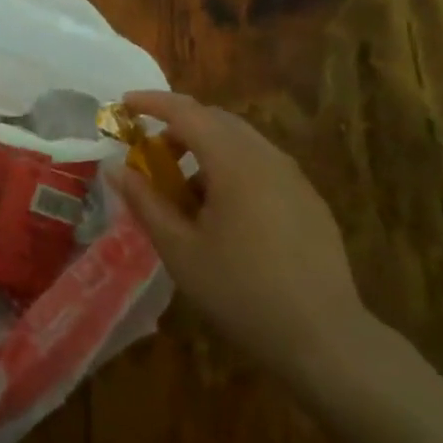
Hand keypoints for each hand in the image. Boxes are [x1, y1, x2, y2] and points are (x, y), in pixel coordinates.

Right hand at [110, 90, 372, 391]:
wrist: (326, 340)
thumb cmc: (242, 293)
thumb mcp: (180, 251)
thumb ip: (145, 203)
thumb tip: (116, 169)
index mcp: (234, 161)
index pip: (186, 111)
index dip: (152, 103)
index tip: (124, 105)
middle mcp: (267, 156)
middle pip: (215, 120)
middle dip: (178, 126)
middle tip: (150, 153)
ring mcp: (293, 177)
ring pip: (240, 142)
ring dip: (205, 149)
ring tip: (184, 192)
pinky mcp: (309, 200)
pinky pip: (261, 165)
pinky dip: (231, 168)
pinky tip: (224, 214)